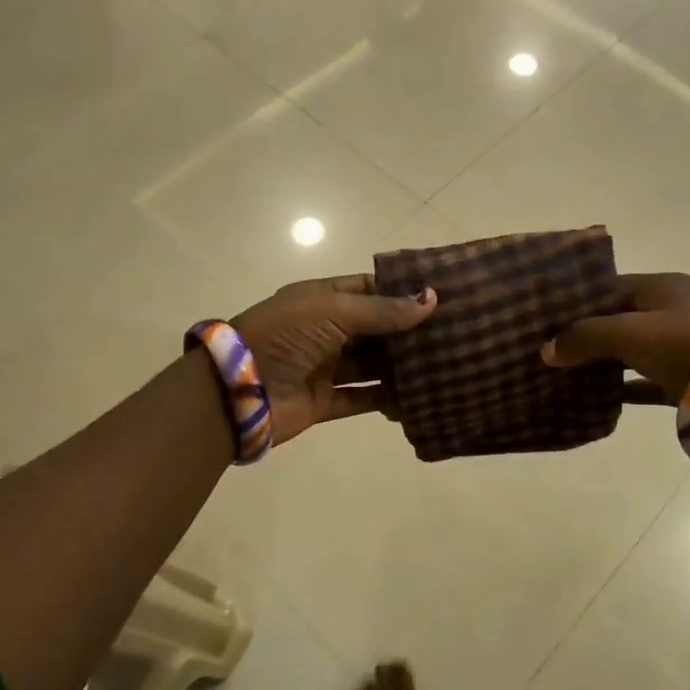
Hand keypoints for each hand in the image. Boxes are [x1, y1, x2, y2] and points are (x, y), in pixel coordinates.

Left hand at [232, 275, 436, 443]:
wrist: (237, 391)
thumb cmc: (285, 336)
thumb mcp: (334, 311)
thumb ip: (383, 310)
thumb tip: (431, 299)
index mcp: (320, 300)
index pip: (367, 289)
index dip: (400, 292)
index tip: (439, 296)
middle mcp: (323, 331)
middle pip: (374, 329)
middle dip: (407, 331)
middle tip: (452, 333)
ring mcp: (324, 367)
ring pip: (372, 364)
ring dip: (401, 366)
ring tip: (443, 364)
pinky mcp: (324, 401)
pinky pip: (363, 398)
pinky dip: (387, 399)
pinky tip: (418, 398)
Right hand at [540, 272, 689, 401]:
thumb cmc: (685, 346)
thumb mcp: (630, 334)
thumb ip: (585, 337)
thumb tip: (546, 350)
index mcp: (662, 287)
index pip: (609, 287)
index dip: (576, 302)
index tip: (545, 318)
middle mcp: (672, 311)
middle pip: (617, 318)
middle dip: (584, 333)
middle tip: (548, 347)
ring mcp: (680, 346)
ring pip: (629, 350)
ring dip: (601, 360)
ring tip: (562, 371)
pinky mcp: (685, 378)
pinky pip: (644, 380)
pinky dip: (622, 387)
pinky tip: (594, 397)